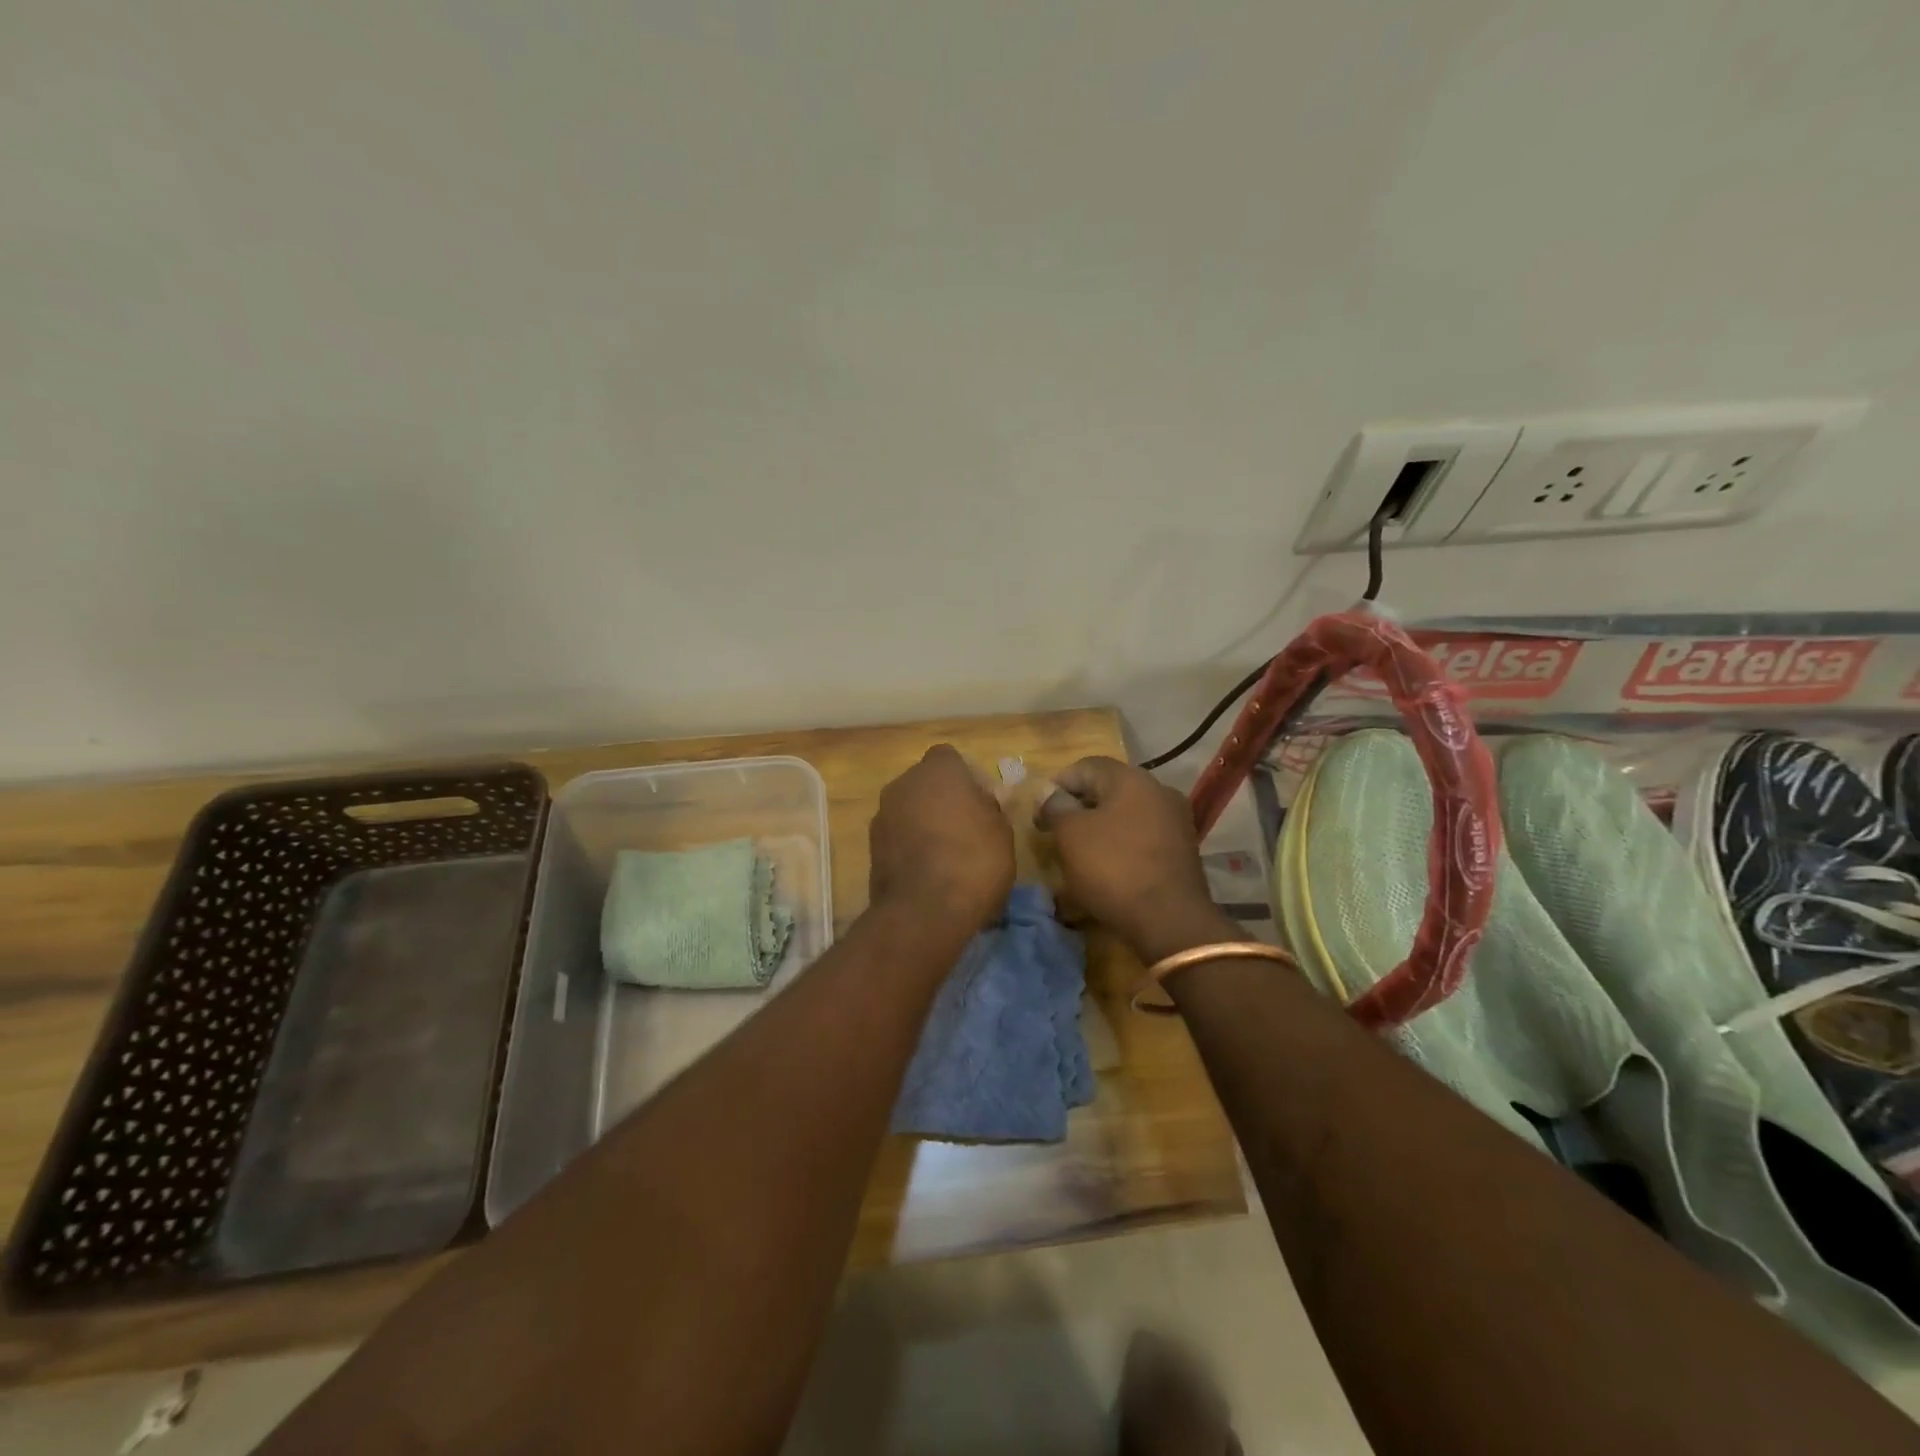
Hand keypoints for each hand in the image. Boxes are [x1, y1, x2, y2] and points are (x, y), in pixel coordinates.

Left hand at [869, 745, 1014, 933]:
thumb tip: (981, 802)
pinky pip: (898, 836)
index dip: (966, 778)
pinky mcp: (871, 846)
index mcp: (938, 770)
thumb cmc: (974, 861)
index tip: (981, 803)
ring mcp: (882, 815)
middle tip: (967, 829)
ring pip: (909, 809)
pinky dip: (911, 846)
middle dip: (943, 799)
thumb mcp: (1002, 831)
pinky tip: (930, 872)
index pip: (950, 758)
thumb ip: (990, 808)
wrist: (924, 911)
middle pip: (926, 783)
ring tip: (948, 855)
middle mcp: (903, 783)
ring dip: (925, 823)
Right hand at [1036, 756, 1226, 962]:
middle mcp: (1159, 791)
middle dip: (1079, 807)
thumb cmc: (1113, 868)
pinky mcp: (1182, 851)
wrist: (1169, 920)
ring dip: (1100, 828)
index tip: (1040, 812)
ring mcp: (1175, 821)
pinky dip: (1121, 846)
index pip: (1086, 766)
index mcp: (1131, 779)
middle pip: (1109, 789)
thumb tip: (1050, 794)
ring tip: (1078, 853)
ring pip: (1126, 815)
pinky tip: (1107, 868)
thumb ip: (1056, 807)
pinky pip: (1142, 838)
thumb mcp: (1071, 834)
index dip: (1057, 784)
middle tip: (1055, 832)